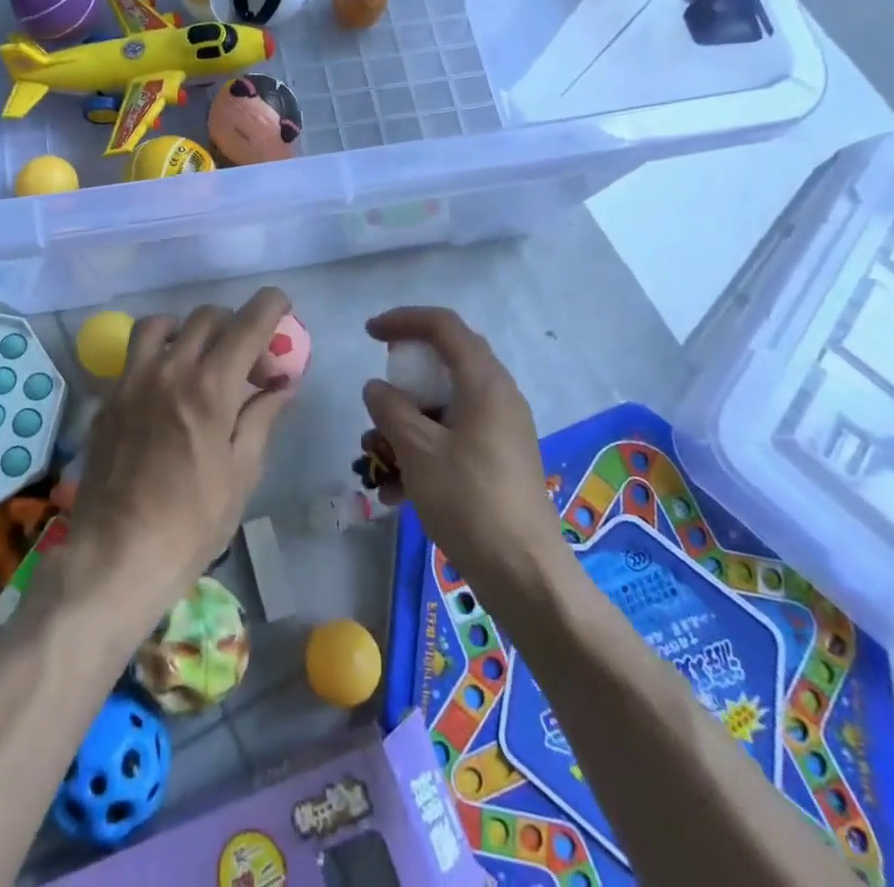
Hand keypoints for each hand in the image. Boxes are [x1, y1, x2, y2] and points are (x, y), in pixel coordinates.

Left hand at [65, 288, 298, 615]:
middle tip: (248, 363)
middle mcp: (170, 370)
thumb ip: (262, 418)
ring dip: (188, 330)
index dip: (270, 305)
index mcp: (210, 388)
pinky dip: (158, 355)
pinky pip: (134, 356)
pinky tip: (166, 389)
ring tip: (199, 359)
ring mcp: (132, 381)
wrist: (118, 556)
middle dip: (235, 326)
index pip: (247, 324)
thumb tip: (283, 387)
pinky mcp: (108, 399)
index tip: (281, 306)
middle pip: (207, 317)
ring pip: (161, 325)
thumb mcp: (242, 473)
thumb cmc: (192, 523)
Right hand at [361, 307, 562, 609]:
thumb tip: (376, 388)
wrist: (524, 573)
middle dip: (403, 378)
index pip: (443, 326)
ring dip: (406, 422)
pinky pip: (454, 436)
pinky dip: (423, 449)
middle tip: (377, 394)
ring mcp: (500, 429)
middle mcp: (498, 396)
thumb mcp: (417, 450)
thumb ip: (390, 409)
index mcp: (484, 382)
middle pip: (445, 363)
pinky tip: (396, 491)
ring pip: (445, 405)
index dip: (403, 320)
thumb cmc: (469, 501)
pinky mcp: (498, 459)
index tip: (369, 333)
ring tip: (376, 459)